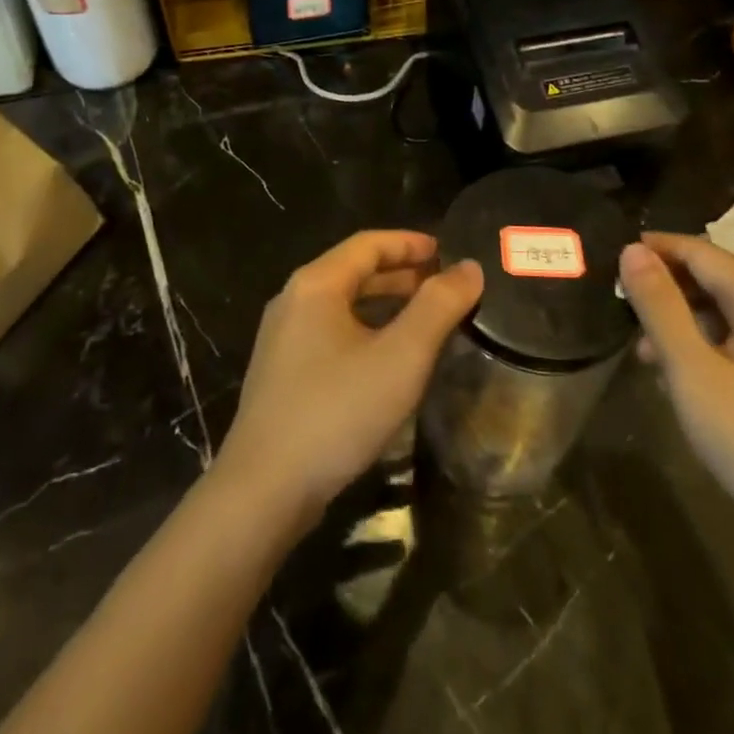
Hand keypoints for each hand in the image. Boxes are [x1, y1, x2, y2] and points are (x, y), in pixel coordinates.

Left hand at [214, 231, 482, 525]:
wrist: (263, 490)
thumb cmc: (337, 411)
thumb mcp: (401, 356)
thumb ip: (438, 307)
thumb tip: (470, 268)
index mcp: (316, 284)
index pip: (368, 244)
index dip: (409, 243)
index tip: (446, 250)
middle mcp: (293, 300)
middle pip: (353, 271)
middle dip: (400, 274)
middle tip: (442, 285)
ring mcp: (282, 339)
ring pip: (342, 305)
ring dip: (383, 304)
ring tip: (423, 318)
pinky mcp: (280, 373)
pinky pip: (330, 333)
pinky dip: (364, 330)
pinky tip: (386, 359)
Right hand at [620, 232, 733, 579]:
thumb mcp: (692, 371)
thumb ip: (659, 306)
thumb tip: (631, 250)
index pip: (699, 250)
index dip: (653, 249)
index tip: (611, 260)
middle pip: (715, 276)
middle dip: (666, 285)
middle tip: (622, 306)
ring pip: (727, 309)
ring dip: (683, 317)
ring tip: (644, 349)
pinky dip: (707, 342)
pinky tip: (685, 374)